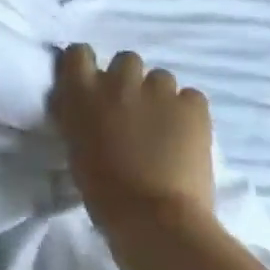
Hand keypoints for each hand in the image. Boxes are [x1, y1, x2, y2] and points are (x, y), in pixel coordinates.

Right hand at [49, 44, 215, 233]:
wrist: (153, 216)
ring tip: (164, 127)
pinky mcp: (194, 105)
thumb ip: (79, 117)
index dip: (87, 65)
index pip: (78, 53)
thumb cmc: (103, 191)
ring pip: (161, 78)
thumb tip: (85, 107)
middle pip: (126, 60)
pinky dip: (188, 112)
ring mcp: (159, 90)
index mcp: (82, 94)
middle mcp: (118, 82)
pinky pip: (190, 97)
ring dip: (159, 96)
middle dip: (129, 80)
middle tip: (132, 110)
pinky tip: (186, 136)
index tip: (92, 83)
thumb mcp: (75, 147)